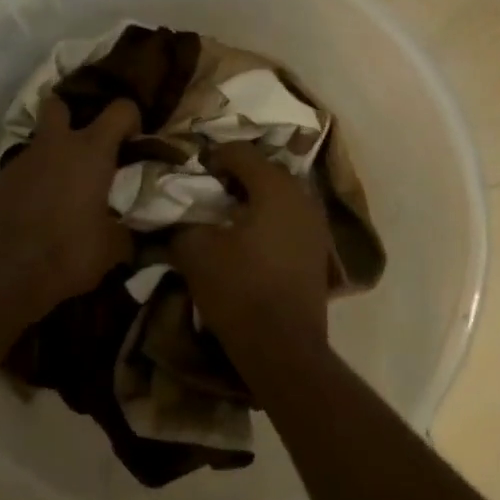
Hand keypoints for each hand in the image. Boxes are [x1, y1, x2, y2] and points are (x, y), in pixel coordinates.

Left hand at [0, 95, 138, 322]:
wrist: (3, 276)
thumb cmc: (68, 254)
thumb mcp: (113, 248)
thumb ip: (126, 230)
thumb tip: (130, 230)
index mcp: (91, 151)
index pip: (120, 109)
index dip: (131, 118)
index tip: (135, 139)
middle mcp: (55, 145)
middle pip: (59, 103)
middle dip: (74, 113)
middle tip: (89, 142)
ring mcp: (22, 161)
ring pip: (40, 140)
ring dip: (55, 153)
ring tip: (67, 185)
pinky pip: (24, 169)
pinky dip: (37, 179)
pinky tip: (43, 207)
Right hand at [171, 142, 332, 355]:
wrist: (283, 347)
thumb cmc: (239, 290)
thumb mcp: (196, 252)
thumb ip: (184, 224)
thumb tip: (181, 218)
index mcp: (275, 187)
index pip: (241, 152)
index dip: (213, 156)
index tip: (193, 172)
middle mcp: (303, 197)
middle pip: (265, 171)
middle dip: (236, 176)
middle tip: (208, 190)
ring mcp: (316, 225)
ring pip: (280, 196)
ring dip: (254, 199)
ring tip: (226, 215)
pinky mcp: (318, 251)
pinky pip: (290, 220)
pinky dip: (268, 220)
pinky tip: (249, 239)